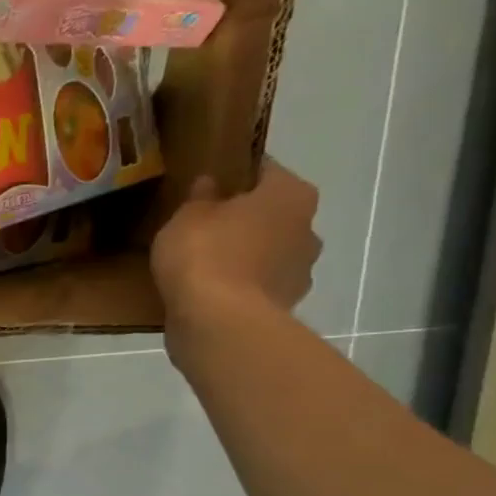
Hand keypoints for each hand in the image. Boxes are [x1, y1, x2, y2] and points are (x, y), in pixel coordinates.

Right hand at [152, 158, 321, 348]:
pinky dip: (240, 287)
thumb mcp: (187, 217)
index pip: (265, 171)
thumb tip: (210, 185)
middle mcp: (308, 228)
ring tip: (205, 266)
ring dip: (246, 256)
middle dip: (245, 219)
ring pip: (269, 253)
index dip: (236, 176)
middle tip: (206, 227)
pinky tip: (211, 294)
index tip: (210, 185)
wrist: (218, 324)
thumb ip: (199, 198)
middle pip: (273, 215)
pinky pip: (259, 287)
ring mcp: (301, 272)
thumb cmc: (205, 256)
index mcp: (290, 194)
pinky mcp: (284, 307)